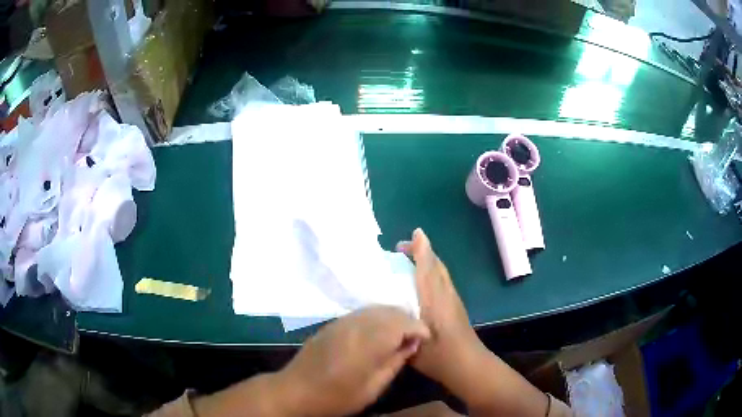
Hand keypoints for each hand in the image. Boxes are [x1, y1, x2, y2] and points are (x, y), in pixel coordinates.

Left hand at [278, 305, 430, 415]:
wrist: (295, 390)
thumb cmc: (336, 397)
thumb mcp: (371, 388)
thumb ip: (393, 363)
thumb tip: (411, 345)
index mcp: (367, 343)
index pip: (401, 323)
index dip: (418, 327)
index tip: (426, 338)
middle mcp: (355, 325)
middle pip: (389, 311)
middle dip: (407, 320)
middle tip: (415, 337)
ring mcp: (342, 322)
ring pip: (376, 308)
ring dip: (393, 317)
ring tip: (400, 334)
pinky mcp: (333, 323)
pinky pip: (362, 312)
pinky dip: (377, 317)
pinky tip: (378, 331)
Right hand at [399, 230, 550, 415]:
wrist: (468, 365)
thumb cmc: (439, 357)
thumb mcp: (413, 343)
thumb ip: (401, 325)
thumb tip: (386, 313)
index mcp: (434, 301)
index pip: (428, 269)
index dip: (422, 250)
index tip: (416, 233)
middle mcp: (446, 295)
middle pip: (437, 266)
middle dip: (422, 251)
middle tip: (402, 247)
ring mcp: (453, 300)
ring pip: (442, 272)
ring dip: (428, 261)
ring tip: (410, 260)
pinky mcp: (456, 306)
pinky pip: (443, 281)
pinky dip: (432, 272)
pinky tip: (422, 282)